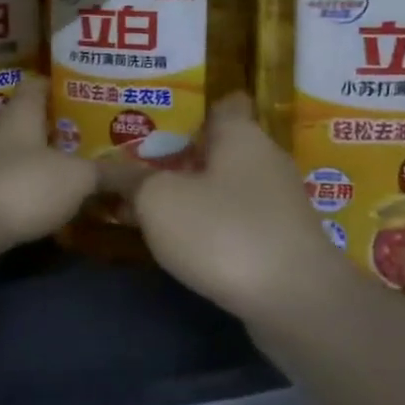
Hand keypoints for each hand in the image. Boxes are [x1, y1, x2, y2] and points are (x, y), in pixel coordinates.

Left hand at [0, 76, 95, 260]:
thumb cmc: (25, 184)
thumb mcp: (77, 178)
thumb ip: (106, 172)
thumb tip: (137, 171)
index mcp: (21, 112)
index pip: (39, 85)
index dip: (61, 86)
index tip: (86, 93)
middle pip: (30, 119)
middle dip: (58, 127)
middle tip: (91, 135)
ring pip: (20, 150)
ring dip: (44, 158)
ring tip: (77, 167)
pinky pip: (11, 178)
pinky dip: (31, 183)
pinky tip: (50, 197)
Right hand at [126, 93, 359, 326]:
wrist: (295, 302)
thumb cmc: (224, 232)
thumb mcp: (159, 201)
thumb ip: (132, 180)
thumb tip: (109, 168)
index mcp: (241, 134)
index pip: (224, 102)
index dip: (194, 107)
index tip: (161, 119)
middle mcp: (266, 160)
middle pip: (222, 148)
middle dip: (184, 156)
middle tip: (140, 165)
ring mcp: (280, 203)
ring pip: (230, 186)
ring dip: (197, 194)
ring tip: (154, 204)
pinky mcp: (284, 241)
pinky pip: (240, 220)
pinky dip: (215, 226)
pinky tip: (188, 243)